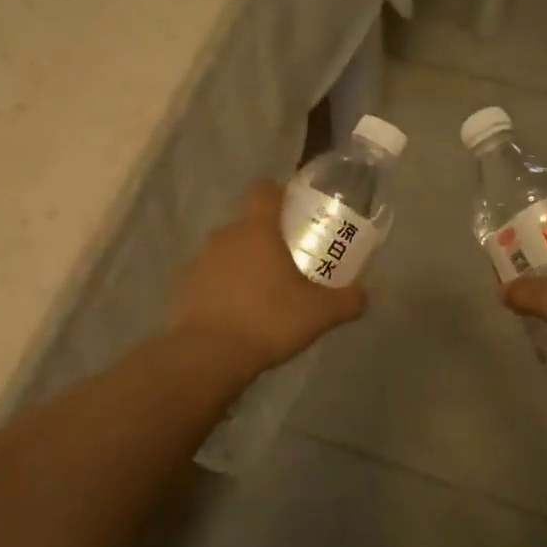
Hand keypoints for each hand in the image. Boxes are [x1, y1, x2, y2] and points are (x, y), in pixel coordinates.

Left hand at [170, 181, 366, 377]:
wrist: (208, 355)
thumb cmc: (269, 320)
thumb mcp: (320, 313)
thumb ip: (347, 300)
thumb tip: (362, 295)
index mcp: (257, 229)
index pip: (265, 190)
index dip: (280, 195)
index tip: (294, 213)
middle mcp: (225, 236)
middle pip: (248, 225)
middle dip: (266, 239)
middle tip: (288, 264)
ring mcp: (200, 261)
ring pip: (228, 252)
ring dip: (243, 265)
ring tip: (262, 295)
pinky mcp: (184, 288)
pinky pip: (210, 278)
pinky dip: (223, 289)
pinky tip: (238, 315)